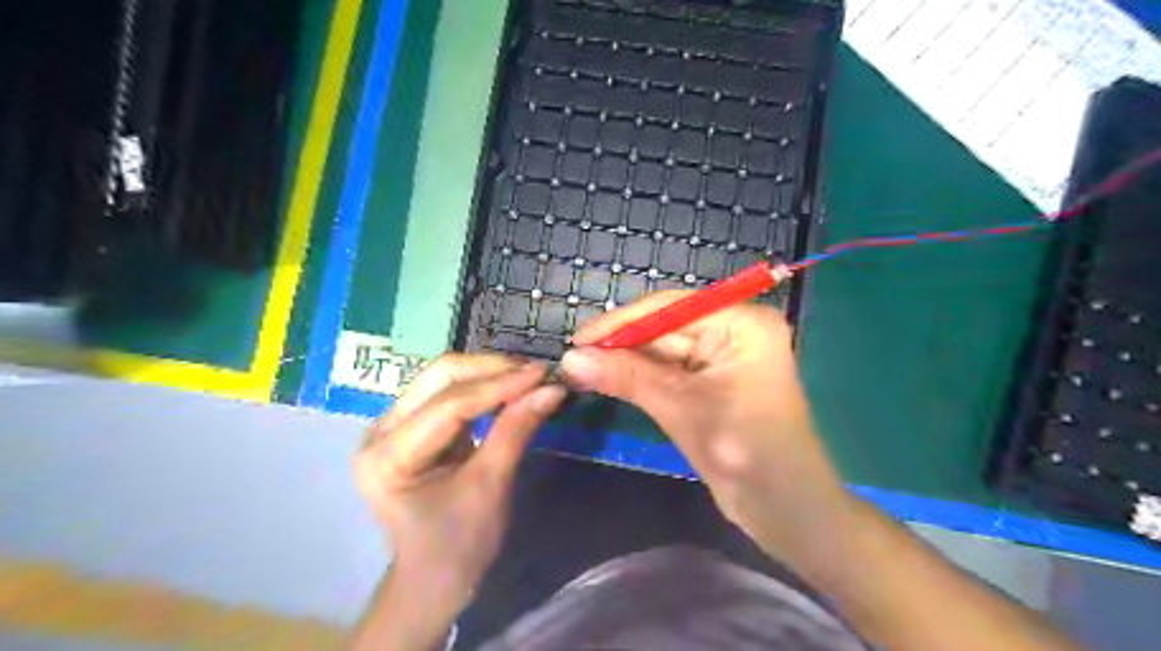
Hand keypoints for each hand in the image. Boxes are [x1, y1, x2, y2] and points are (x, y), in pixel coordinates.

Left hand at [359, 356, 567, 605]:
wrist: (435, 578)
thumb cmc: (459, 544)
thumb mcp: (491, 487)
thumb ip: (516, 431)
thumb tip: (552, 389)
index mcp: (388, 456)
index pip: (449, 405)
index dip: (499, 385)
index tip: (542, 373)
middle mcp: (381, 431)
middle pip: (439, 377)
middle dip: (491, 370)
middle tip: (537, 373)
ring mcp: (394, 424)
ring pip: (444, 378)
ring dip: (489, 373)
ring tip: (529, 377)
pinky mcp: (412, 424)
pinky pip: (450, 392)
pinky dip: (484, 387)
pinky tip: (511, 388)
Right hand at [564, 291, 849, 566]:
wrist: (787, 512)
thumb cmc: (745, 453)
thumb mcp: (681, 408)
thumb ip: (626, 376)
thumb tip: (570, 359)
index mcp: (741, 323)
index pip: (670, 308)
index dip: (620, 323)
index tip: (576, 339)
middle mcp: (735, 330)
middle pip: (665, 327)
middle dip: (620, 344)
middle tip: (573, 359)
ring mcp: (725, 357)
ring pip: (664, 350)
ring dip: (626, 362)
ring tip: (581, 369)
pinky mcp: (715, 382)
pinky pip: (671, 371)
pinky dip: (641, 377)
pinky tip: (609, 379)